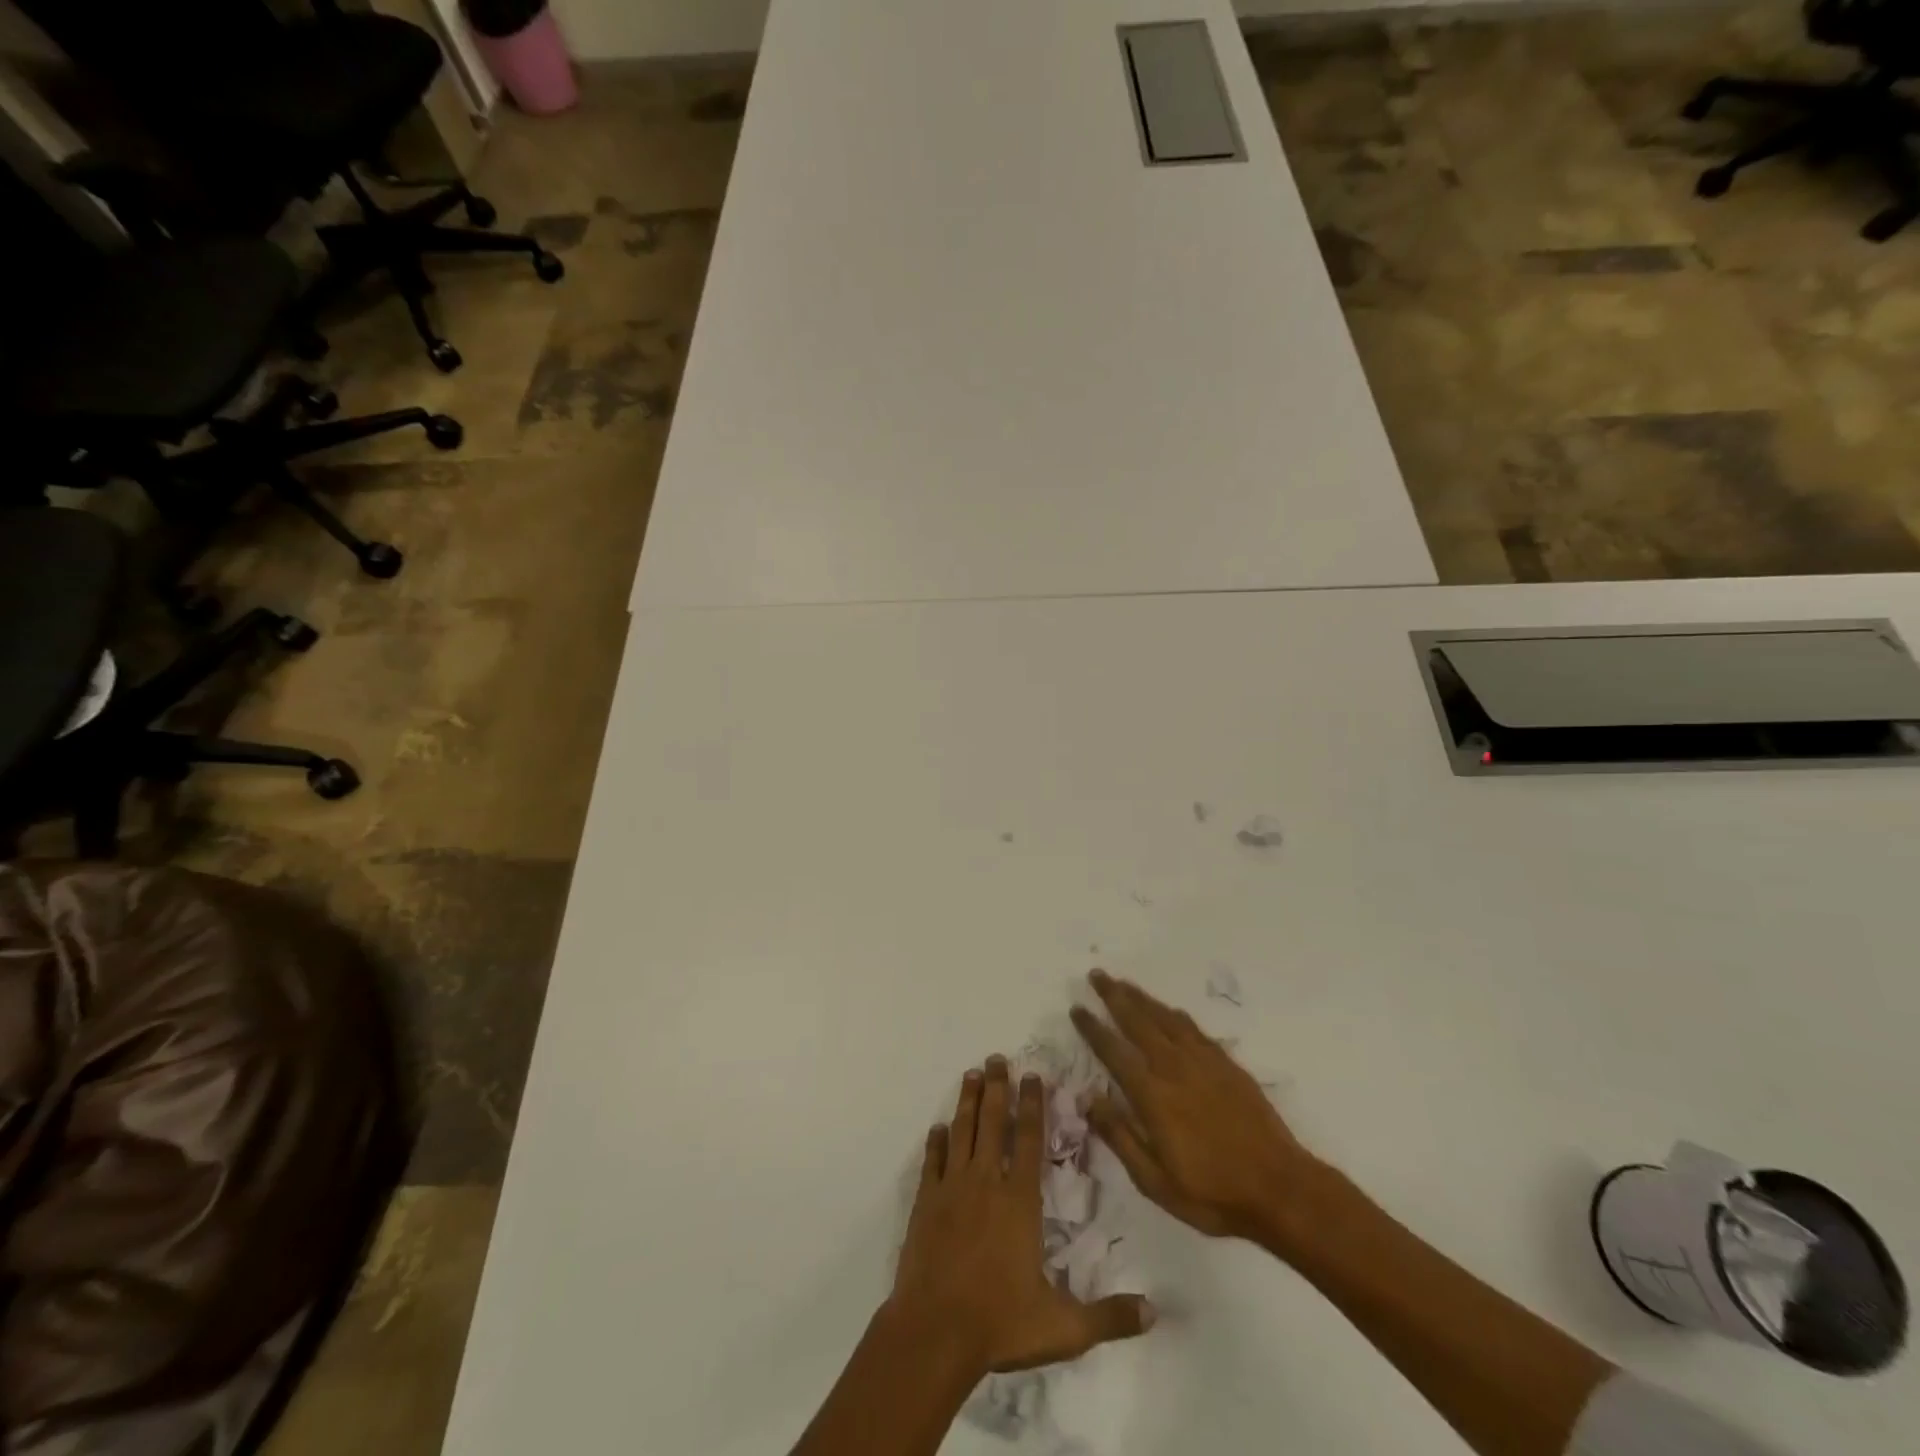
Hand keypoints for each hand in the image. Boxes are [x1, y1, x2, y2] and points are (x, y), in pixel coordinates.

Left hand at [889, 1057, 1154, 1376]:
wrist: (934, 1334)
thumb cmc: (1000, 1324)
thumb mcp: (1064, 1328)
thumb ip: (1109, 1316)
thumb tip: (1155, 1314)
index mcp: (1020, 1202)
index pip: (1030, 1140)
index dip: (1033, 1105)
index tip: (1033, 1075)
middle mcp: (986, 1183)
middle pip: (993, 1123)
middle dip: (997, 1087)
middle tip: (996, 1057)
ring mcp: (951, 1189)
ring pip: (962, 1132)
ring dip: (968, 1102)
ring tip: (971, 1074)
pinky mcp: (924, 1203)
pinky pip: (932, 1162)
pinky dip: (935, 1142)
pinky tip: (937, 1128)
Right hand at [1072, 971, 1325, 1251]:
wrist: (1280, 1189)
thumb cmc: (1212, 1193)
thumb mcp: (1155, 1181)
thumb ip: (1119, 1137)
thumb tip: (1088, 1099)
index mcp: (1152, 1096)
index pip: (1114, 1051)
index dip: (1093, 1028)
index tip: (1076, 1008)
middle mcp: (1174, 1068)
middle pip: (1138, 1021)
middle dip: (1115, 996)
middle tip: (1097, 975)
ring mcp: (1204, 1063)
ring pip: (1165, 1018)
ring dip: (1142, 998)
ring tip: (1124, 983)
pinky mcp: (1227, 1065)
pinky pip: (1194, 1029)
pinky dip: (1175, 1015)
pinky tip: (1169, 1010)